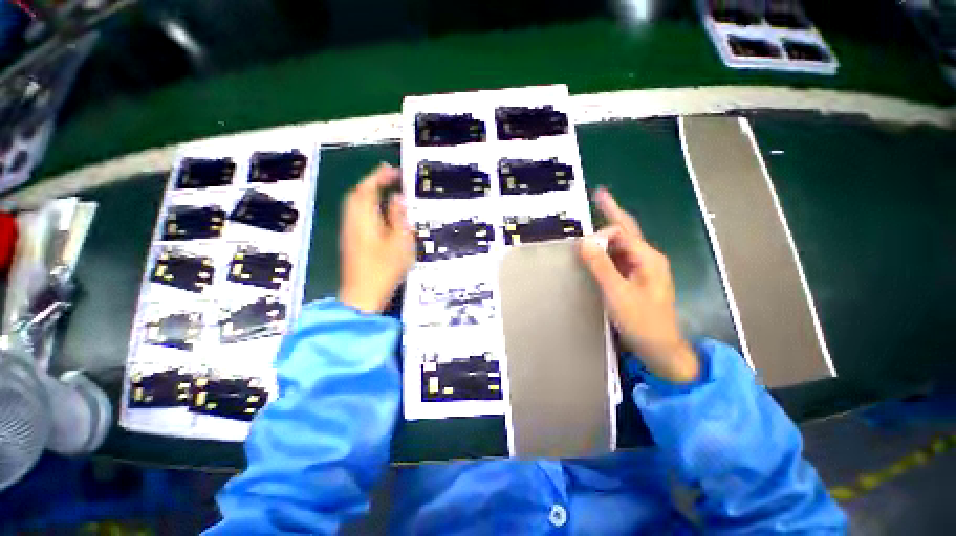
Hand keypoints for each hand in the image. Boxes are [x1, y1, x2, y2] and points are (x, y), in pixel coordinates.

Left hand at [338, 163, 414, 313]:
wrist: (362, 295)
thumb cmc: (385, 268)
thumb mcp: (400, 241)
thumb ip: (399, 217)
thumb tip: (397, 198)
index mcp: (364, 217)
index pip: (368, 188)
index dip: (379, 176)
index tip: (393, 170)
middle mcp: (352, 220)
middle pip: (357, 194)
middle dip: (372, 182)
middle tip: (390, 179)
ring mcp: (349, 231)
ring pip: (355, 204)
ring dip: (369, 194)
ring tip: (386, 193)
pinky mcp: (350, 241)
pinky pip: (356, 215)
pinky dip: (367, 207)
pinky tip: (380, 214)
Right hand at [579, 188, 699, 383]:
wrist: (660, 348)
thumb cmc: (641, 321)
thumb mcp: (617, 292)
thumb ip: (600, 265)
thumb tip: (584, 240)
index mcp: (648, 258)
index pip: (622, 233)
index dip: (601, 233)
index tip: (582, 244)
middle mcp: (647, 258)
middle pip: (627, 231)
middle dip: (612, 212)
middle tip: (599, 195)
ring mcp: (643, 268)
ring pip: (623, 244)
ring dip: (608, 233)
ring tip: (596, 216)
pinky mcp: (636, 279)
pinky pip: (620, 258)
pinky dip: (607, 250)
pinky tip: (598, 250)